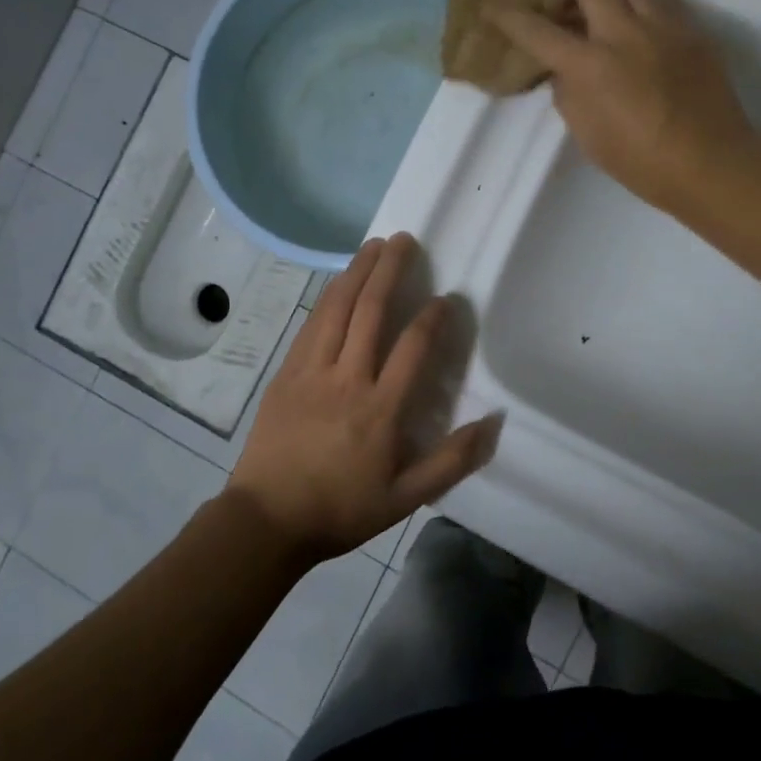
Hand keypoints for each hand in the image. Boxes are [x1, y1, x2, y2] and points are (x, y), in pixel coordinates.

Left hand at [225, 235, 501, 561]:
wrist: (267, 520)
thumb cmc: (341, 510)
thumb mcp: (406, 498)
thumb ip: (452, 460)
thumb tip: (494, 422)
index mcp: (380, 409)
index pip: (412, 347)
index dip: (432, 317)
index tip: (446, 297)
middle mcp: (346, 379)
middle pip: (369, 312)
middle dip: (389, 271)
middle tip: (404, 240)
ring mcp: (311, 372)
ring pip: (336, 310)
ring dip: (356, 273)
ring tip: (372, 246)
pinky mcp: (286, 374)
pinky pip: (310, 325)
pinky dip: (327, 298)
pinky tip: (337, 283)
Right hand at [490, 0, 760, 211]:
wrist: (711, 163)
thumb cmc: (641, 163)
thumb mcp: (587, 136)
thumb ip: (568, 95)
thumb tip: (564, 71)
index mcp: (591, 66)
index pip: (539, 30)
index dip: (510, 17)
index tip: (496, 9)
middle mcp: (624, 32)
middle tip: (563, 11)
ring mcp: (663, 25)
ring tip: (605, 16)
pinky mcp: (693, 29)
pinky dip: (640, 5)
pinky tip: (641, 34)